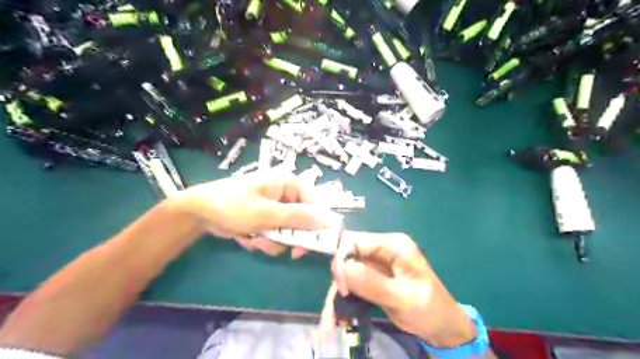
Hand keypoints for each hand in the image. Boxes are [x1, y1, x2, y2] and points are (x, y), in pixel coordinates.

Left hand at [174, 171, 339, 257]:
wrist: (199, 212)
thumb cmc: (233, 205)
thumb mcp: (267, 213)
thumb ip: (298, 218)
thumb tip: (327, 221)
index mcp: (289, 184)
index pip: (315, 204)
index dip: (316, 226)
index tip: (311, 245)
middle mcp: (285, 194)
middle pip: (302, 221)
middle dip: (288, 237)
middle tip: (285, 250)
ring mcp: (274, 207)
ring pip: (287, 232)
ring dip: (272, 241)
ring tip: (254, 239)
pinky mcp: (265, 218)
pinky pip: (274, 234)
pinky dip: (262, 240)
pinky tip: (247, 238)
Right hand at [320, 233, 474, 347]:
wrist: (441, 327)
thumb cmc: (430, 309)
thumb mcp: (404, 298)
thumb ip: (374, 283)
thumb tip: (342, 268)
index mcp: (393, 245)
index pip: (356, 240)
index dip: (342, 259)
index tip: (340, 286)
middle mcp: (382, 249)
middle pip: (348, 255)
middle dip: (338, 280)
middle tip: (334, 307)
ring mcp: (376, 263)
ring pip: (347, 271)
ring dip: (337, 294)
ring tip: (329, 322)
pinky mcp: (372, 277)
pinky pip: (351, 283)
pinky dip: (343, 299)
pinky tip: (334, 318)